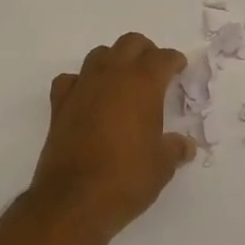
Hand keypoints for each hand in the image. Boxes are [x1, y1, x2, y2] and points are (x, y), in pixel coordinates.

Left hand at [32, 33, 192, 240]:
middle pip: (130, 43)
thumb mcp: (162, 166)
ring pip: (100, 55)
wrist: (73, 201)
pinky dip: (81, 83)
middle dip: (145, 51)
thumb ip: (175, 149)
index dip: (174, 61)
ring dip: (114, 61)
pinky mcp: (59, 105)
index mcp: (143, 83)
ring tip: (123, 82)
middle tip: (154, 71)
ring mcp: (83, 87)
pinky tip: (87, 98)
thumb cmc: (126, 178)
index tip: (179, 68)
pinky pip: (71, 79)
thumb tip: (185, 146)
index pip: (163, 58)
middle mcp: (112, 76)